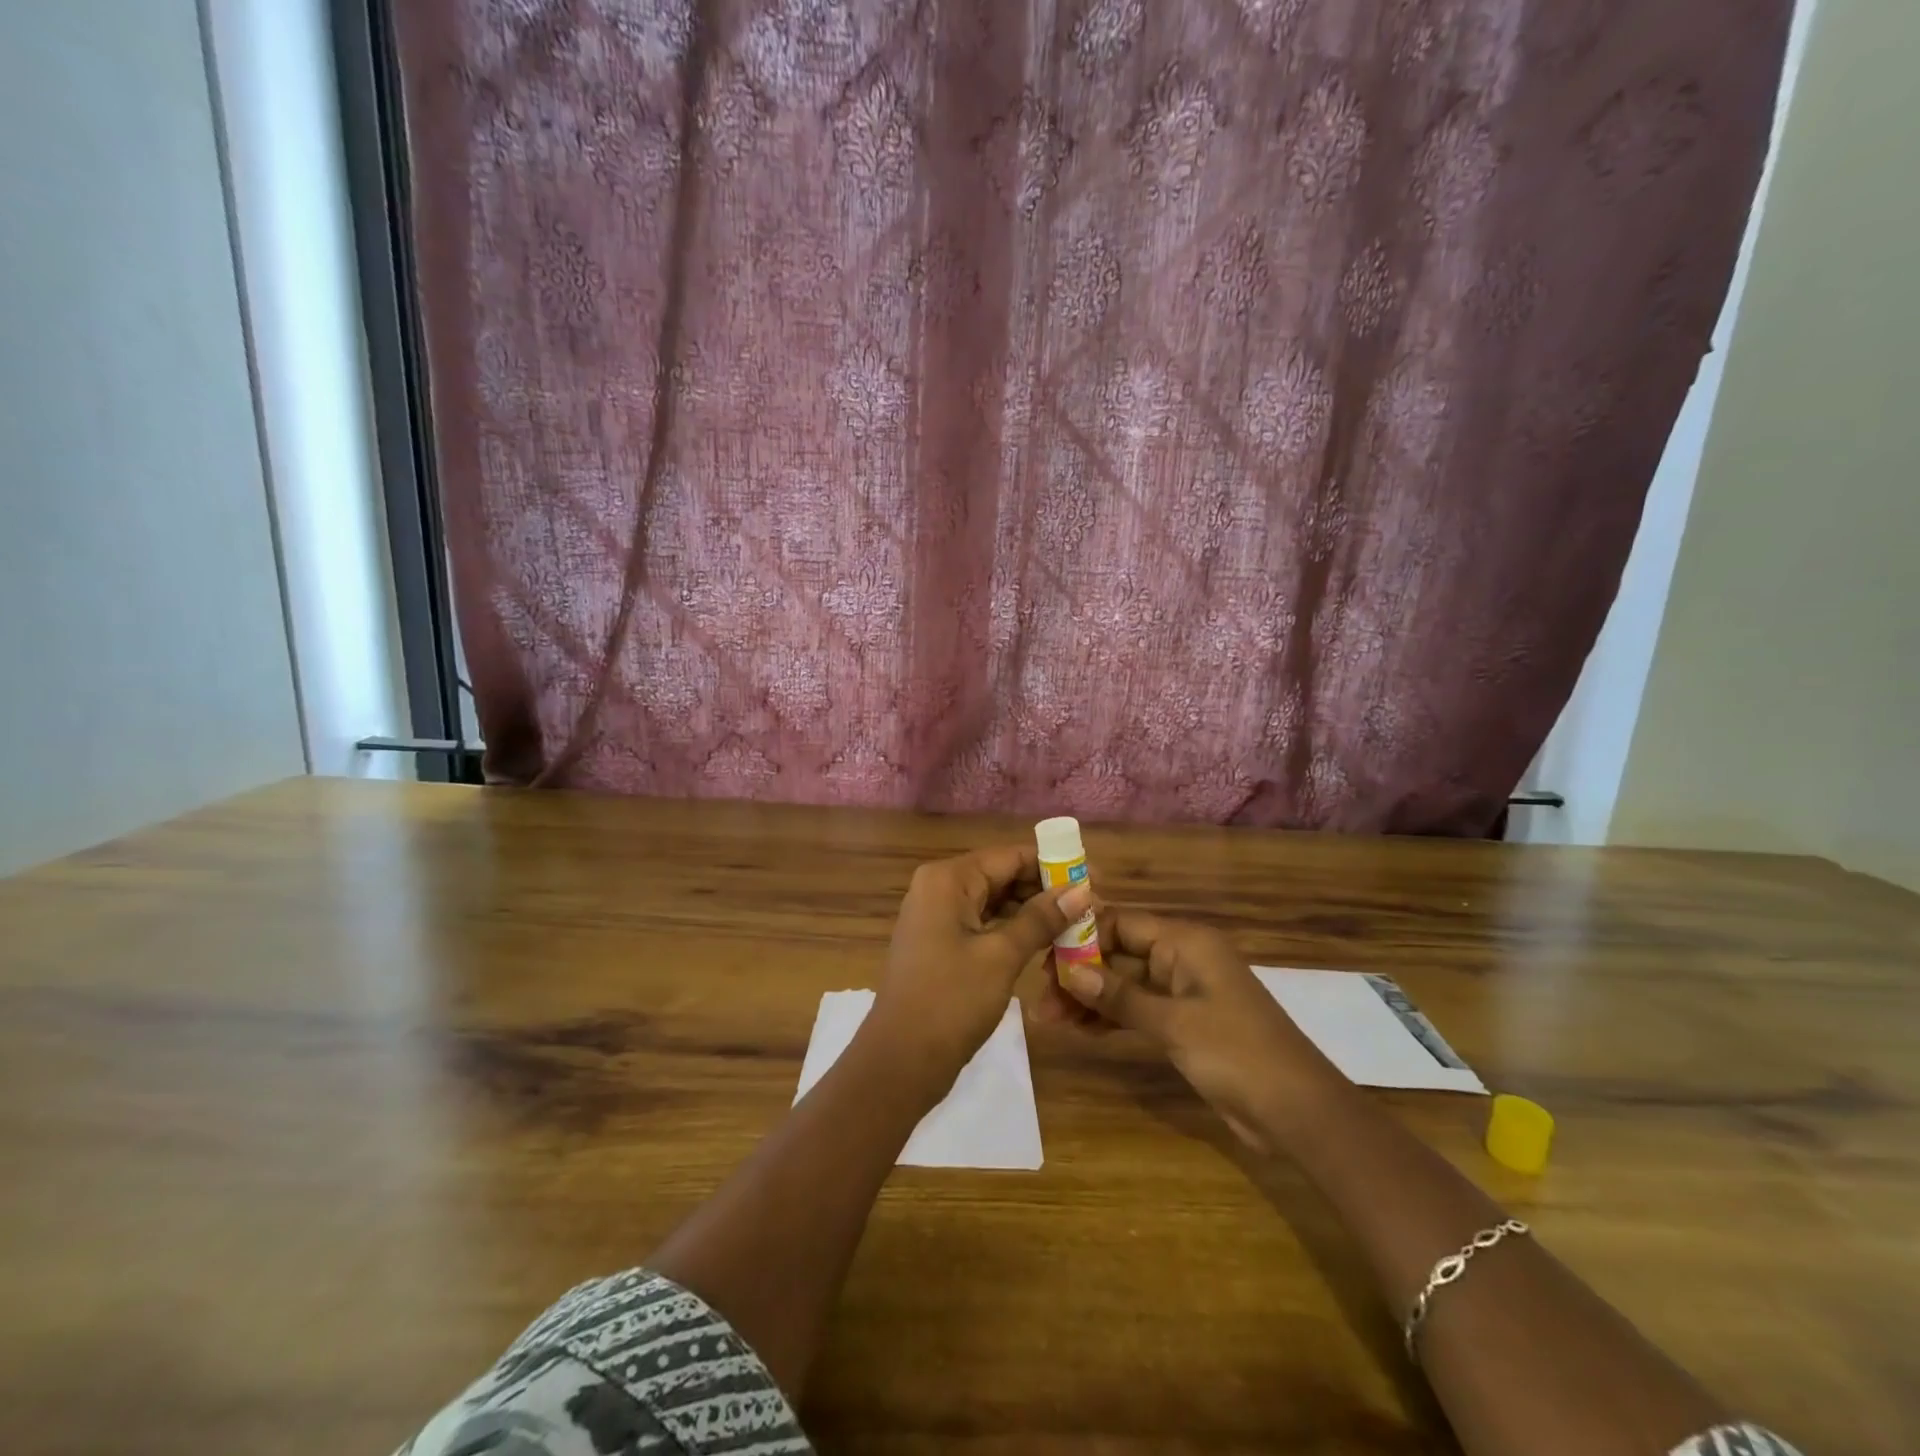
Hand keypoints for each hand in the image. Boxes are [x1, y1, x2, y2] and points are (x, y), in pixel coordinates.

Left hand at [867, 847, 1091, 1092]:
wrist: (900, 1061)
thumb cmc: (951, 1001)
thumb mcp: (1001, 957)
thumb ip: (1041, 919)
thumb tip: (1082, 889)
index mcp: (948, 879)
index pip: (1009, 856)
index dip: (1053, 865)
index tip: (1095, 878)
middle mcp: (939, 887)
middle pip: (1002, 875)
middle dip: (1045, 889)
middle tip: (1091, 905)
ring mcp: (937, 916)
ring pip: (994, 900)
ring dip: (1032, 910)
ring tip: (1077, 923)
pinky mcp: (940, 942)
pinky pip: (983, 923)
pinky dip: (1013, 929)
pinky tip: (1046, 941)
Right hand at [1055, 909, 1343, 1152]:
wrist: (1298, 1112)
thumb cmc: (1237, 1053)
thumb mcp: (1173, 1023)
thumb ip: (1120, 996)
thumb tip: (1071, 971)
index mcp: (1185, 942)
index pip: (1120, 924)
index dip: (1081, 938)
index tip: (1043, 959)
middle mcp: (1182, 958)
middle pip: (1119, 955)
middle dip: (1079, 974)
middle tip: (1039, 998)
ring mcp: (1184, 991)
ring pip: (1125, 985)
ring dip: (1090, 999)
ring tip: (1050, 1019)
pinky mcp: (1185, 1023)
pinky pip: (1139, 1009)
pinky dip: (1111, 1018)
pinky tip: (1080, 1030)